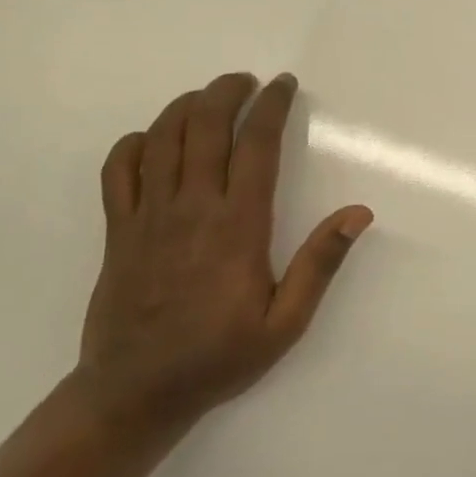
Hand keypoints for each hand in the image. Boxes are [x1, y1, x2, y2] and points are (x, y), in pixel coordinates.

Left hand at [75, 72, 372, 431]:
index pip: (256, 145)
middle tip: (246, 82)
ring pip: (162, 139)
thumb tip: (358, 213)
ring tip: (207, 97)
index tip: (283, 84)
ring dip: (185, 106)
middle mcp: (192, 208)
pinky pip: (119, 171)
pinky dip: (136, 143)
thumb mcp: (286, 322)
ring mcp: (148, 217)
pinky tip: (153, 139)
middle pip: (205, 127)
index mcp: (238, 225)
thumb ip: (320, 263)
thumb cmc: (219, 356)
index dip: (271, 105)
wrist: (134, 395)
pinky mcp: (117, 231)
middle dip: (227, 92)